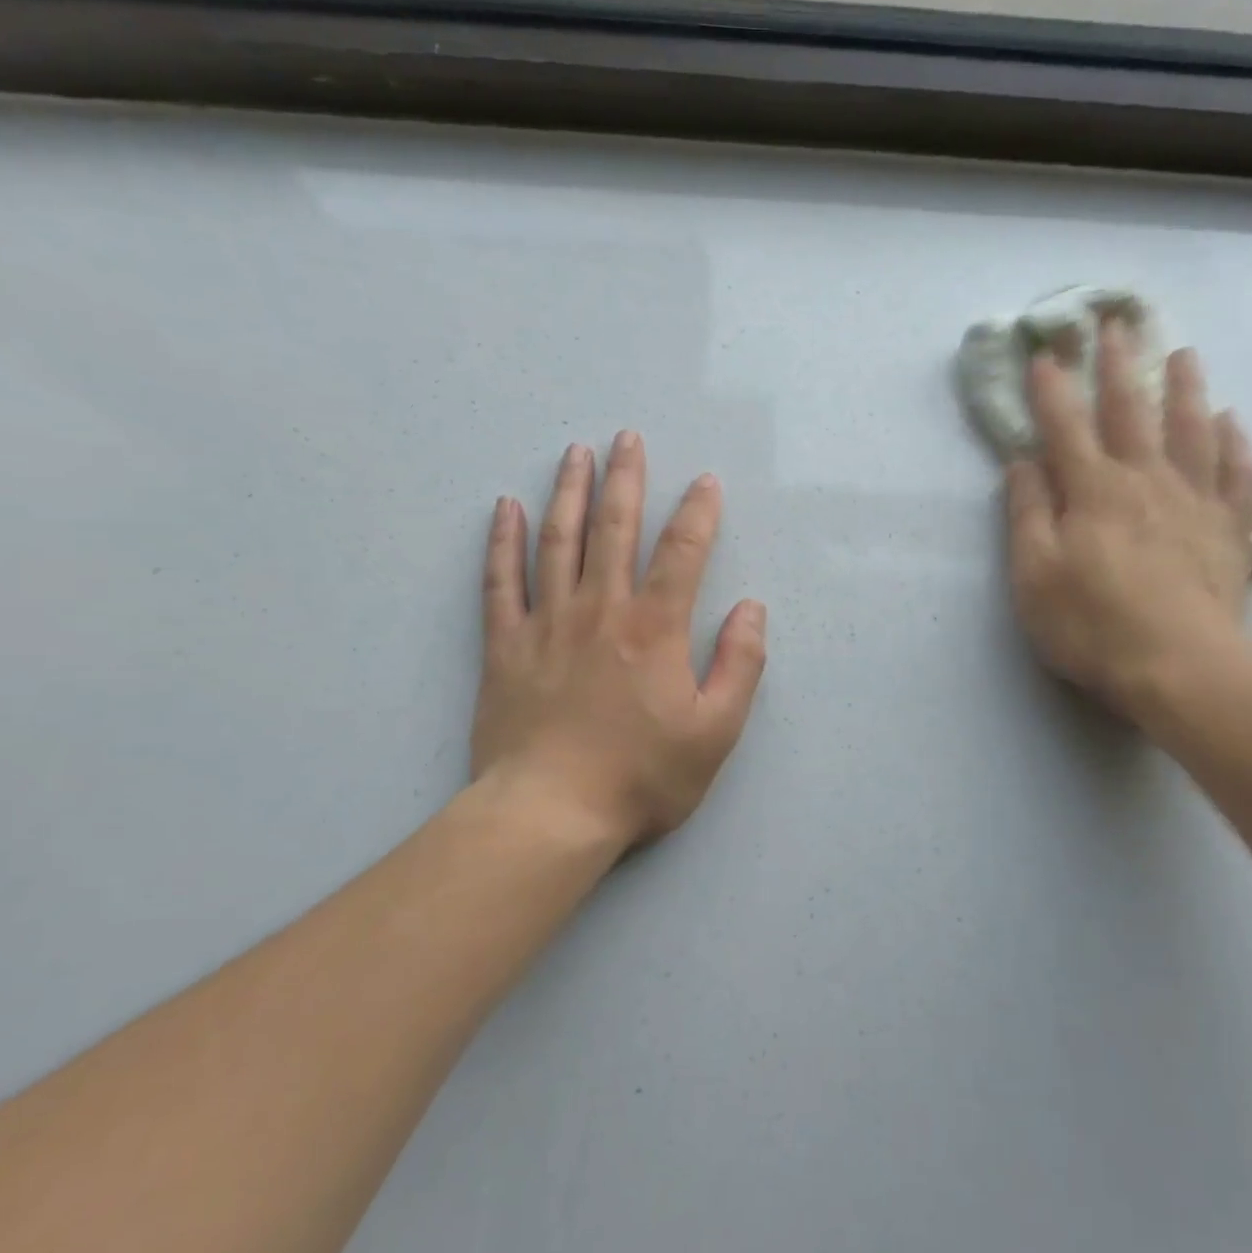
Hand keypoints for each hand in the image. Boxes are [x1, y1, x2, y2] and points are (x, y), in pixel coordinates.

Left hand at [470, 433, 766, 853]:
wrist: (550, 814)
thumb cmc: (642, 777)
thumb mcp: (716, 731)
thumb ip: (740, 665)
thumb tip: (751, 608)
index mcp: (654, 629)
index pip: (682, 553)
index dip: (698, 513)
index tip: (706, 481)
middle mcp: (601, 611)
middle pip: (614, 529)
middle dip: (626, 479)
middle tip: (628, 438)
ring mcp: (547, 624)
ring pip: (558, 541)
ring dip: (570, 493)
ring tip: (576, 453)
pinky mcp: (505, 647)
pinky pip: (500, 581)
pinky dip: (502, 542)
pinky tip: (506, 509)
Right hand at [1004, 335, 1251, 728]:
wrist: (1180, 668)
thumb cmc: (1092, 625)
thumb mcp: (1033, 576)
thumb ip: (1027, 515)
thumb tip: (1023, 464)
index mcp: (1093, 490)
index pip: (1066, 426)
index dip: (1052, 388)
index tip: (1044, 351)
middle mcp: (1147, 481)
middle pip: (1131, 411)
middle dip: (1118, 366)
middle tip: (1116, 323)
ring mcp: (1196, 501)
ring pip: (1193, 429)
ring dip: (1185, 388)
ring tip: (1183, 354)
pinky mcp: (1231, 530)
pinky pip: (1239, 475)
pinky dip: (1236, 445)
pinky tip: (1232, 425)